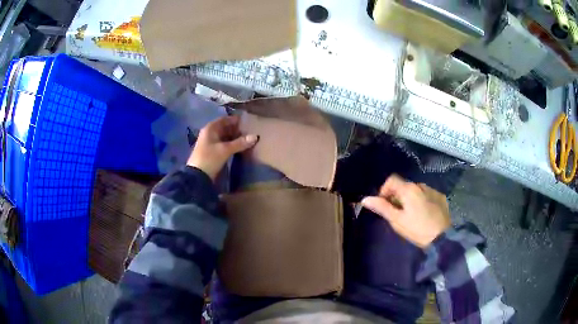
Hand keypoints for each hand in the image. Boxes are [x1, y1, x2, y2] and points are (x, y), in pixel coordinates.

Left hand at [187, 115, 257, 179]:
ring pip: (224, 137)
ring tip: (246, 140)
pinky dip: (230, 144)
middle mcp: (209, 133)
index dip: (235, 120)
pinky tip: (238, 148)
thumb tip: (255, 136)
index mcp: (211, 128)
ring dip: (234, 138)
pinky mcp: (211, 151)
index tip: (247, 122)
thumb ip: (240, 143)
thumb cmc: (210, 158)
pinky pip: (222, 144)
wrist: (197, 176)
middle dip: (236, 130)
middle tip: (249, 132)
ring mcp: (209, 143)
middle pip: (224, 128)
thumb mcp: (225, 150)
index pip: (225, 119)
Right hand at [361, 174, 450, 247]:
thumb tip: (365, 199)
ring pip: (416, 190)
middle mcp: (421, 185)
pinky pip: (427, 194)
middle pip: (404, 185)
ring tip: (411, 214)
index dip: (384, 190)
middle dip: (397, 196)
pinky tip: (424, 214)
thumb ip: (382, 207)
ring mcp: (432, 190)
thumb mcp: (397, 220)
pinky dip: (422, 200)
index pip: (391, 180)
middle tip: (397, 213)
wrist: (441, 238)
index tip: (384, 204)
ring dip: (410, 198)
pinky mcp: (441, 197)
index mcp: (409, 189)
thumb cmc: (417, 229)